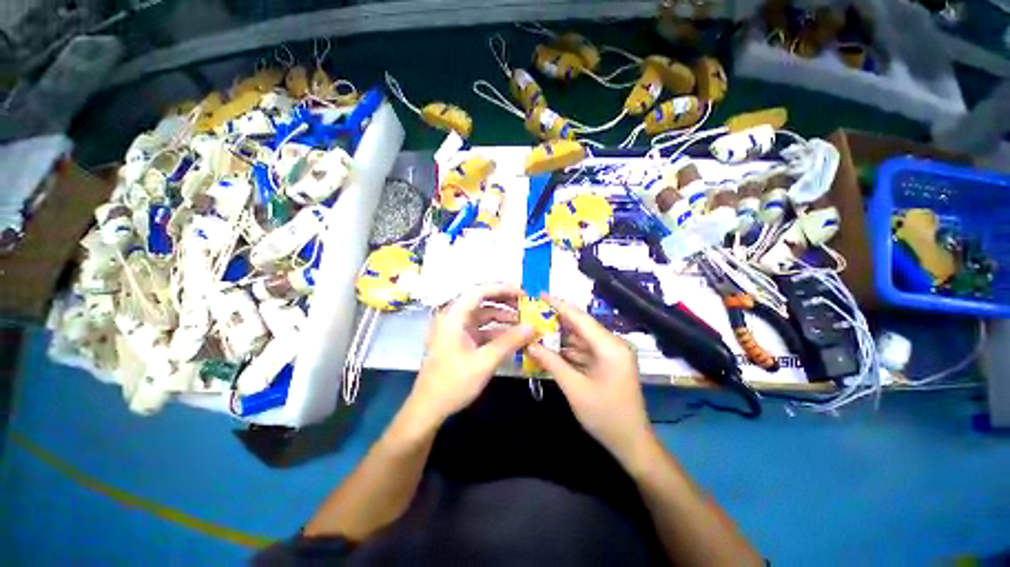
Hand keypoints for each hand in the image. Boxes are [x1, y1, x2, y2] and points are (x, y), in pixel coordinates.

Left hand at [408, 283, 536, 426]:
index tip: (523, 293)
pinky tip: (512, 336)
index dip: (502, 288)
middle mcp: (453, 317)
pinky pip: (481, 329)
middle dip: (504, 301)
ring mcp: (456, 329)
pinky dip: (496, 330)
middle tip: (526, 304)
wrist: (428, 409)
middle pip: (481, 300)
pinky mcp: (460, 340)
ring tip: (523, 321)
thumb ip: (509, 341)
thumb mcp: (484, 362)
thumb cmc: (452, 383)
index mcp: (453, 316)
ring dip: (502, 316)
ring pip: (482, 315)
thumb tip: (532, 327)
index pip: (479, 291)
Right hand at [526, 294, 654, 468]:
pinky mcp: (607, 362)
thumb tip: (530, 344)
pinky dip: (567, 349)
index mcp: (610, 347)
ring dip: (560, 335)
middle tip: (533, 312)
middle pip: (580, 326)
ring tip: (536, 328)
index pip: (580, 318)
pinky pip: (584, 349)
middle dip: (556, 319)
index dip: (559, 304)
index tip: (540, 294)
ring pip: (581, 338)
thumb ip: (552, 363)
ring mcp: (611, 353)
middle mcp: (612, 344)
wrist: (632, 443)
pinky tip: (549, 347)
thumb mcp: (575, 388)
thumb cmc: (605, 417)